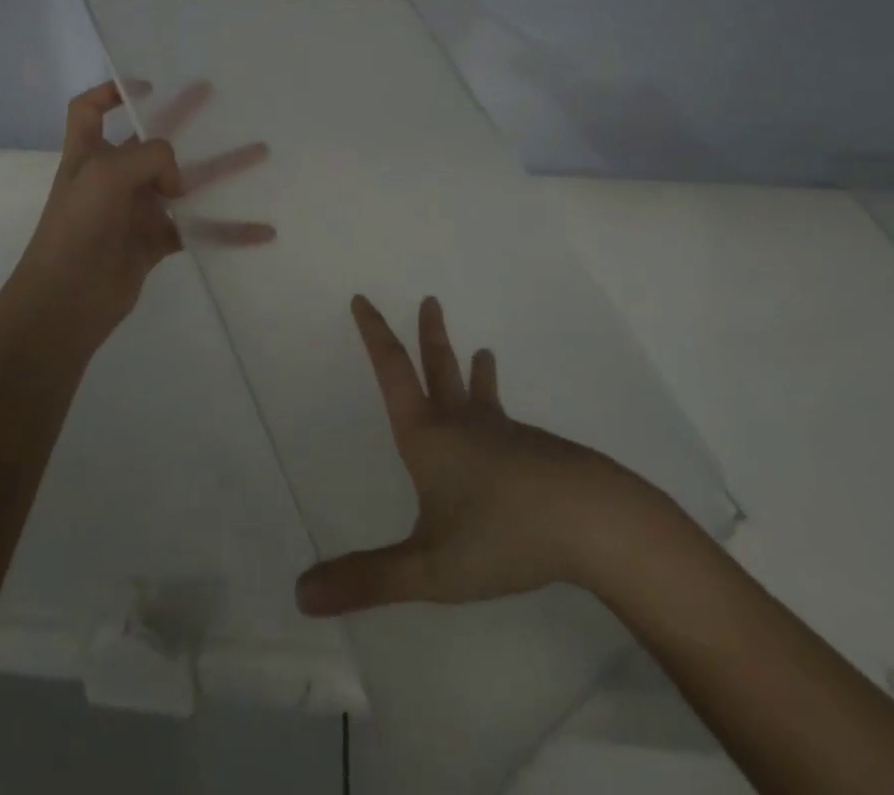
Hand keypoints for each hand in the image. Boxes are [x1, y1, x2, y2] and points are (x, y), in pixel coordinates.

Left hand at [7, 81, 272, 361]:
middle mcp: (114, 176)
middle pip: (151, 138)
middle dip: (182, 115)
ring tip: (260, 152)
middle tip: (213, 94)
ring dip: (221, 167)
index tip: (148, 87)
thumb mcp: (106, 174)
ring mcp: (136, 209)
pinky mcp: (155, 242)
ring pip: (186, 181)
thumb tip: (178, 183)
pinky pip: (198, 228)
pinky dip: (229, 229)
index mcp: (89, 154)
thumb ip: (149, 158)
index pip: (90, 111)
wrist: (67, 300)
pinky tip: (261, 229)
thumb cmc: (77, 227)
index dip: (111, 92)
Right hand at [295, 295, 668, 616]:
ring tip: (482, 351)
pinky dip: (500, 410)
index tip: (363, 299)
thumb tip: (300, 593)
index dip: (374, 333)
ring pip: (479, 392)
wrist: (593, 522)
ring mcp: (504, 433)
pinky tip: (514, 433)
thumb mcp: (429, 567)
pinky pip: (507, 421)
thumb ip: (367, 580)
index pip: (392, 370)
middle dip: (429, 335)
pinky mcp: (536, 451)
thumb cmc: (502, 535)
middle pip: (439, 366)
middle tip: (431, 300)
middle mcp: (461, 423)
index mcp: (427, 436)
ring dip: (473, 369)